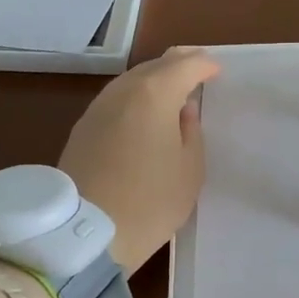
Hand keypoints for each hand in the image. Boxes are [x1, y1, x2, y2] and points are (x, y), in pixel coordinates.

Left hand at [60, 47, 219, 271]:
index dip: (204, 65)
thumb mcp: (190, 169)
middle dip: (177, 64)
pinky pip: (116, 101)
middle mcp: (122, 91)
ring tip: (171, 91)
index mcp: (154, 94)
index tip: (216, 70)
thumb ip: (192, 131)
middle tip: (196, 69)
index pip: (184, 65)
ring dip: (153, 80)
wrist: (87, 233)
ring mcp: (97, 108)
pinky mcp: (82, 129)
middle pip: (154, 66)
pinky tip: (143, 114)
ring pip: (131, 81)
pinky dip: (135, 98)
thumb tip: (183, 110)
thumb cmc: (150, 200)